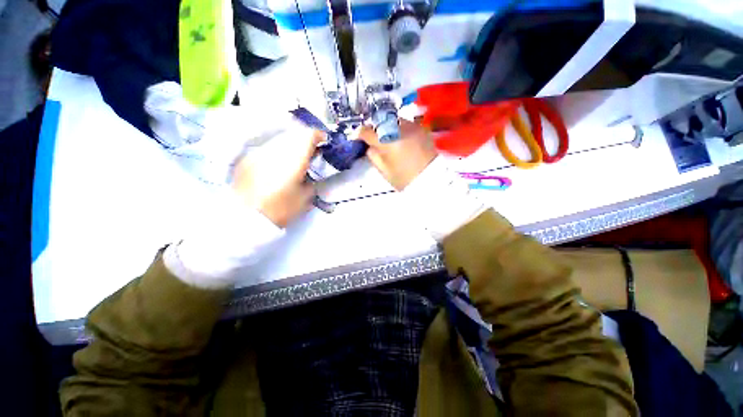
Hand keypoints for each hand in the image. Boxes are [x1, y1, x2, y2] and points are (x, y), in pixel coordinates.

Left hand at [231, 122, 323, 227]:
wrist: (246, 217)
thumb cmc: (280, 209)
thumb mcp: (306, 198)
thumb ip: (312, 182)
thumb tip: (311, 175)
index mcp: (294, 158)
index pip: (308, 135)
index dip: (319, 135)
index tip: (324, 140)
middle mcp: (276, 149)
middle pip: (294, 133)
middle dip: (305, 138)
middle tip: (312, 150)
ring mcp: (260, 152)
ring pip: (280, 138)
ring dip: (291, 143)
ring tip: (296, 156)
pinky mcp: (248, 158)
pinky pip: (268, 147)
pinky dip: (278, 150)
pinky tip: (279, 162)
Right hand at [360, 119, 437, 190]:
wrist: (431, 180)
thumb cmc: (405, 179)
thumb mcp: (384, 171)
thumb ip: (374, 156)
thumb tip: (370, 146)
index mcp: (387, 142)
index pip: (368, 132)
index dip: (360, 133)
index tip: (357, 136)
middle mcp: (399, 129)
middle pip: (381, 122)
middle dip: (374, 128)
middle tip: (373, 137)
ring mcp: (412, 127)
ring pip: (393, 120)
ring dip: (387, 126)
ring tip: (387, 137)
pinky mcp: (422, 128)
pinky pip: (406, 123)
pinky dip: (400, 128)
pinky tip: (401, 138)